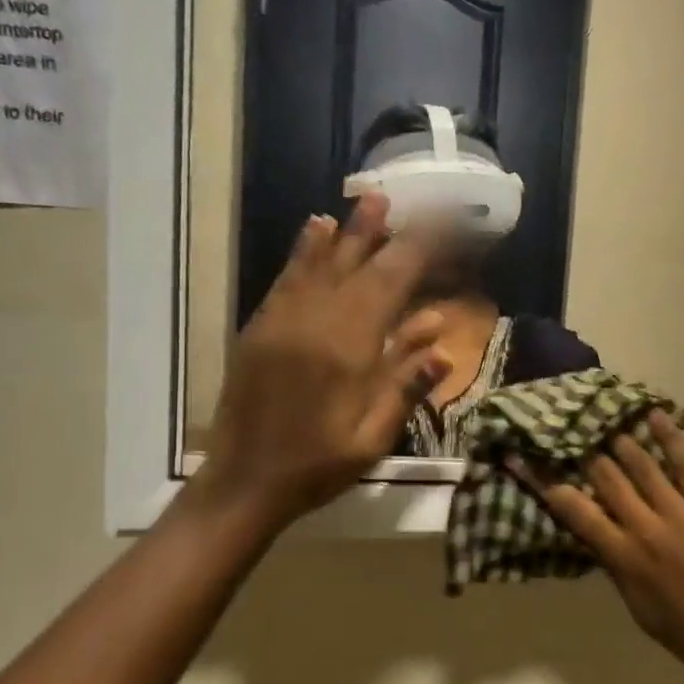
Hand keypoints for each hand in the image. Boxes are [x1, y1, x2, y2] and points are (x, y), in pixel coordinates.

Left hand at [190, 194, 446, 534]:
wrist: (243, 483)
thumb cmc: (318, 465)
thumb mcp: (373, 435)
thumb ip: (405, 383)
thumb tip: (439, 337)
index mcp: (348, 349)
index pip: (390, 283)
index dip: (417, 250)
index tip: (439, 225)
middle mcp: (315, 323)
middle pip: (357, 266)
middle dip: (384, 232)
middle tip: (405, 200)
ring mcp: (282, 322)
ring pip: (320, 265)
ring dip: (347, 232)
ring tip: (368, 203)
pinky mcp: (260, 329)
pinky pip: (287, 279)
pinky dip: (305, 252)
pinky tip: (316, 231)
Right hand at [515, 411, 683, 683]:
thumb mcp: (636, 607)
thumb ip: (615, 565)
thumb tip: (595, 532)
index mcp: (623, 557)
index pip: (574, 509)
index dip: (544, 482)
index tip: (523, 459)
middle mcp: (646, 528)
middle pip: (606, 477)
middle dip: (585, 452)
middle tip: (572, 432)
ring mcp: (681, 513)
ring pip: (642, 465)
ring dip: (621, 440)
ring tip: (607, 421)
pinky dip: (671, 438)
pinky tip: (656, 416)